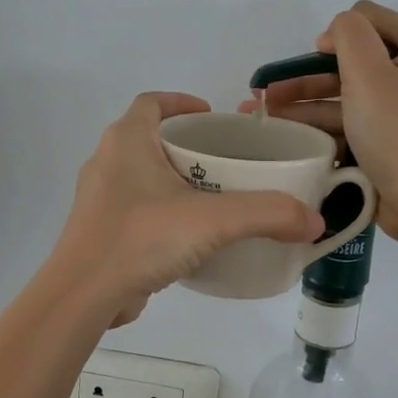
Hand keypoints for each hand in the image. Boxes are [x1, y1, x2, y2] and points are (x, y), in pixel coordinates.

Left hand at [52, 92, 323, 325]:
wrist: (84, 295)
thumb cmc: (141, 238)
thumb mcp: (212, 221)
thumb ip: (267, 214)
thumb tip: (314, 221)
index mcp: (126, 141)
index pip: (152, 102)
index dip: (182, 103)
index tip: (212, 117)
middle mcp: (107, 161)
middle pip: (150, 138)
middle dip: (187, 145)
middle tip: (225, 161)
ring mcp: (99, 198)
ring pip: (142, 176)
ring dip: (174, 180)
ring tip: (214, 198)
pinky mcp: (100, 230)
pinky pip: (136, 208)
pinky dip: (162, 212)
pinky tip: (189, 236)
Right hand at [241, 1, 397, 241]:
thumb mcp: (370, 72)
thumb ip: (348, 34)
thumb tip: (334, 35)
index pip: (368, 18)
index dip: (335, 35)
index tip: (313, 62)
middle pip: (352, 62)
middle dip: (307, 77)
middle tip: (268, 93)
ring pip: (347, 97)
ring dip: (306, 105)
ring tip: (266, 118)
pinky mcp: (392, 142)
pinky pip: (352, 125)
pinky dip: (323, 129)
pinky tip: (291, 138)